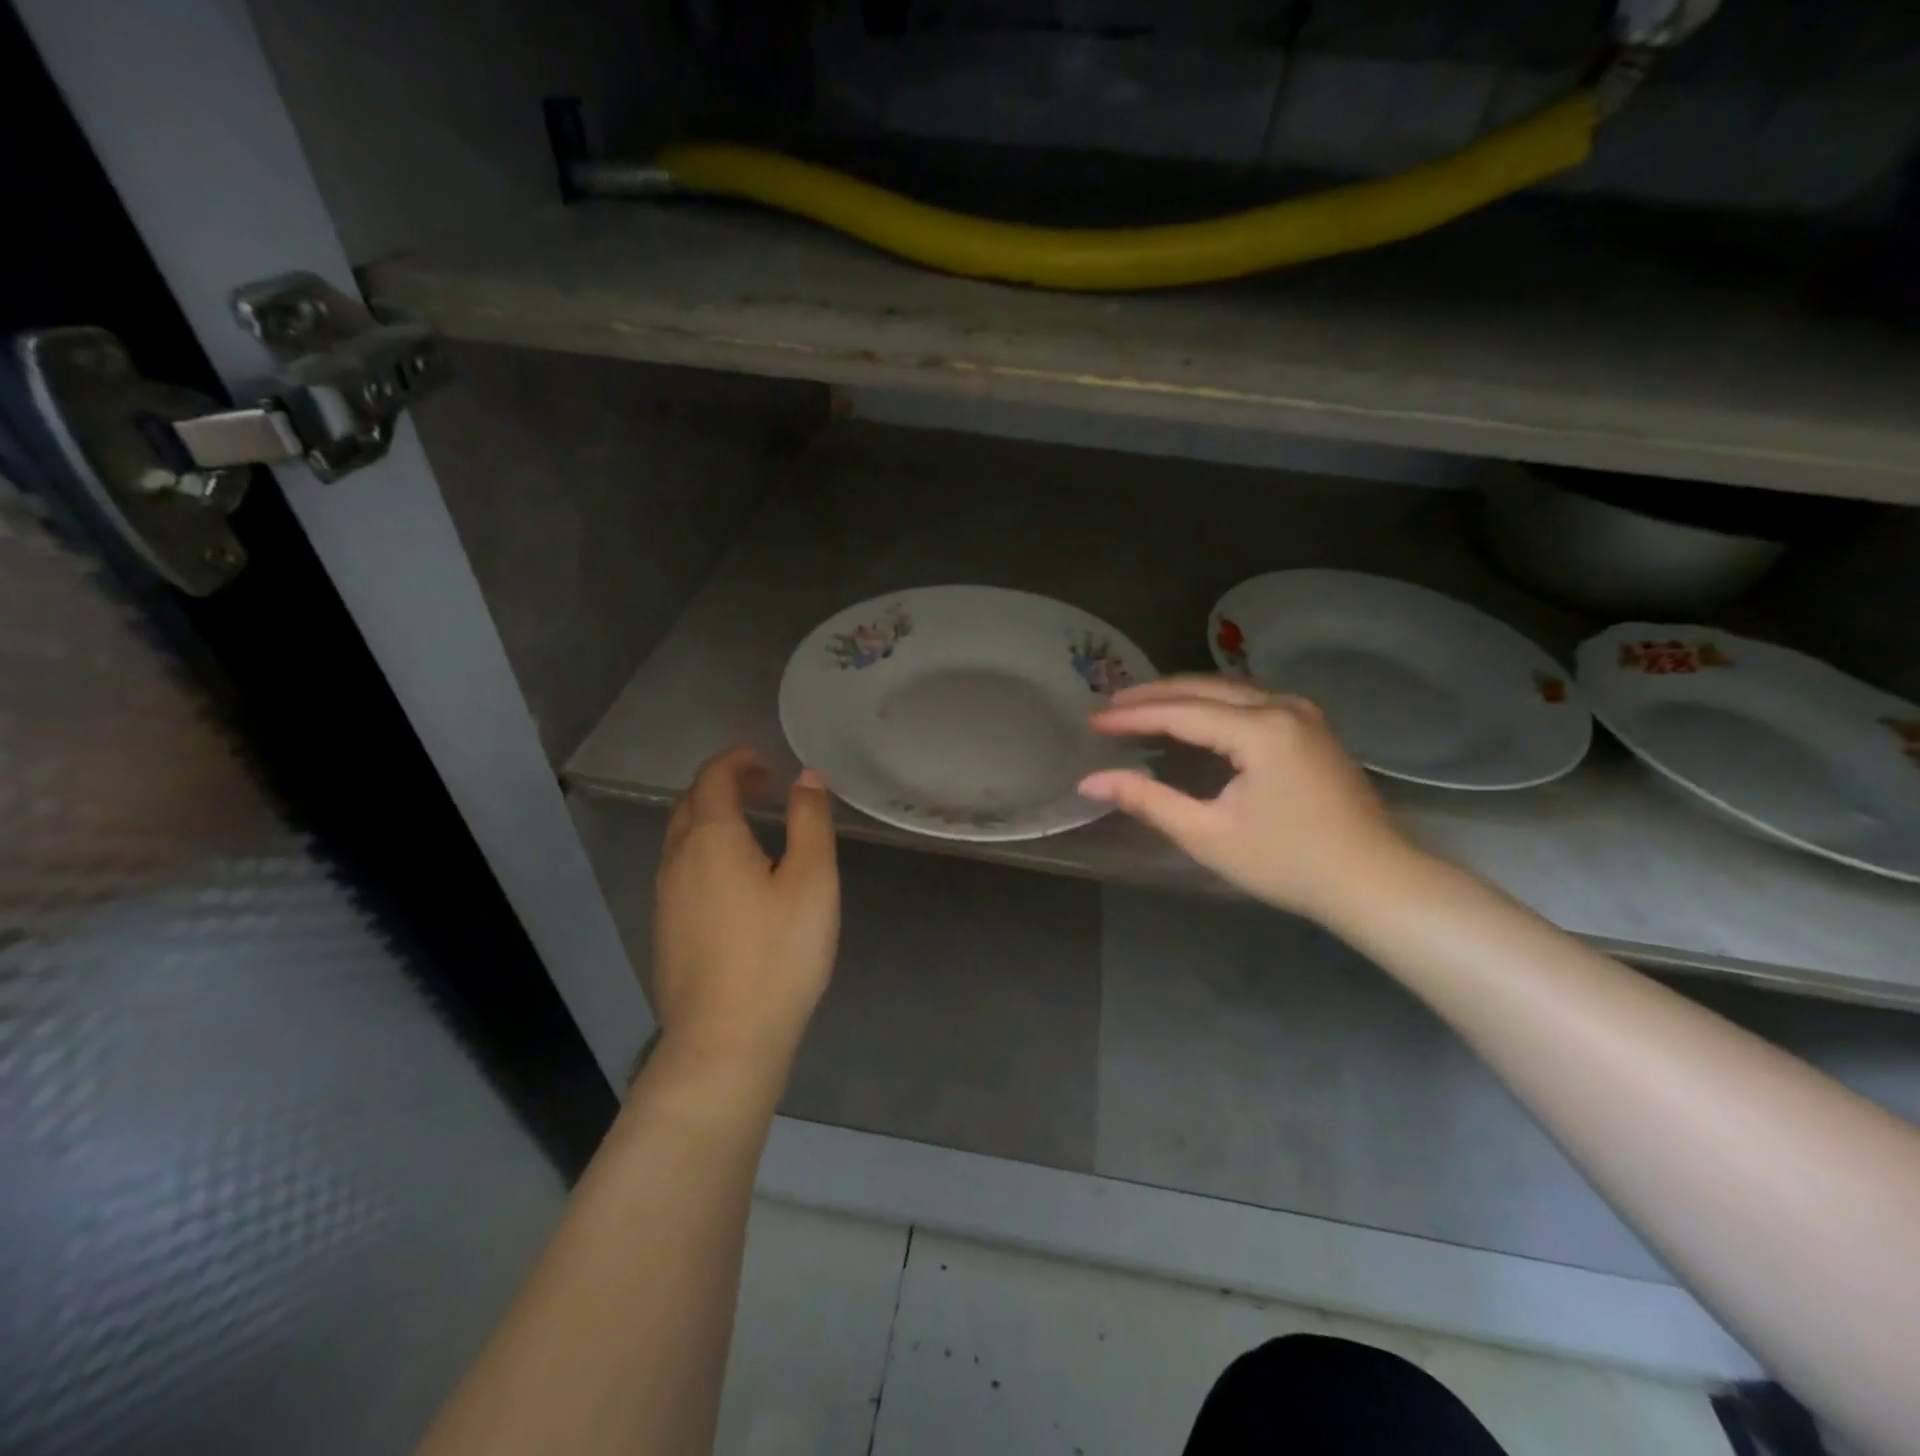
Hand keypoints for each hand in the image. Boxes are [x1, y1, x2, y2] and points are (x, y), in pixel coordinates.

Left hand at [652, 748, 839, 1064]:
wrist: (724, 1040)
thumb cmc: (777, 954)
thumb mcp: (812, 880)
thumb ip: (810, 821)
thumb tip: (806, 777)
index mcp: (711, 839)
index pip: (712, 778)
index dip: (737, 761)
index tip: (765, 761)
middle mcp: (677, 860)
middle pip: (690, 805)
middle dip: (723, 786)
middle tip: (762, 788)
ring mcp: (664, 898)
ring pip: (680, 840)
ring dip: (711, 820)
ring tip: (751, 828)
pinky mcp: (664, 931)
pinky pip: (680, 872)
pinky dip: (704, 853)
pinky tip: (732, 881)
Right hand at [1080, 677, 1419, 923]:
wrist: (1375, 882)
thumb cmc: (1288, 863)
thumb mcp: (1208, 835)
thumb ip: (1148, 800)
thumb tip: (1091, 781)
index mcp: (1260, 729)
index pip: (1181, 712)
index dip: (1133, 716)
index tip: (1092, 721)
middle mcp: (1283, 706)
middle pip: (1204, 687)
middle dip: (1153, 694)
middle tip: (1110, 705)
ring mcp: (1303, 713)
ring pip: (1229, 688)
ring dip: (1183, 693)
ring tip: (1141, 705)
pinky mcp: (1312, 727)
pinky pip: (1250, 699)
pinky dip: (1212, 702)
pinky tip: (1193, 714)